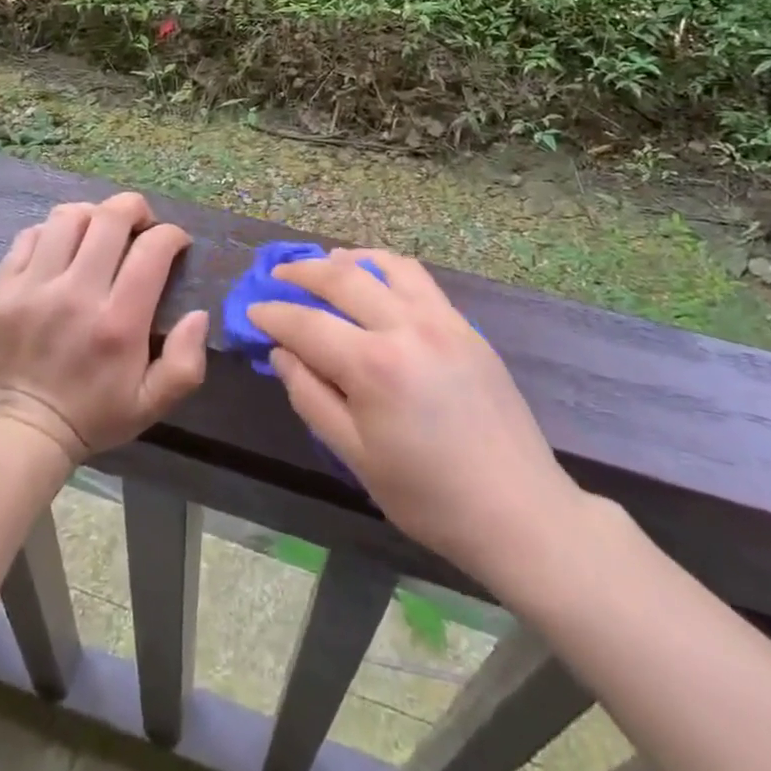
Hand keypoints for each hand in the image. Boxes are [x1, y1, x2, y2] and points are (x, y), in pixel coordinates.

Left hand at [0, 192, 208, 464]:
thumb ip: (186, 361)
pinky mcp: (2, 289)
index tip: (176, 244)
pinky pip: (30, 236)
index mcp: (118, 323)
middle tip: (141, 224)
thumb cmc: (97, 414)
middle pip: (109, 218)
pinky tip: (64, 249)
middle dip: (135, 209)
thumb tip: (198, 314)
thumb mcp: (154, 401)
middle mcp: (75, 295)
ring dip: (93, 215)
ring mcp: (33, 288)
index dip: (172, 234)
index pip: (152, 249)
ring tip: (100, 232)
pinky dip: (53, 233)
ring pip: (68, 217)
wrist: (26, 431)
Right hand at [250, 249, 581, 587]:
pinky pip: (418, 279)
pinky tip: (376, 278)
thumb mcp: (356, 457)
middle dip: (303, 273)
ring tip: (326, 263)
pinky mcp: (465, 325)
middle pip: (342, 278)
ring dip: (347, 259)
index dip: (274, 314)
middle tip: (279, 276)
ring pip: (384, 266)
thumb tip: (282, 354)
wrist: (518, 510)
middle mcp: (405, 327)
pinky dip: (387, 267)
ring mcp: (441, 319)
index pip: (307, 324)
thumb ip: (312, 398)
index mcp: (373, 366)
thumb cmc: (428, 496)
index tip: (252, 310)